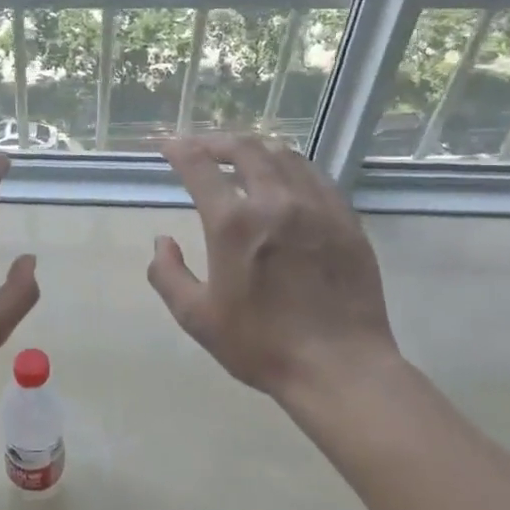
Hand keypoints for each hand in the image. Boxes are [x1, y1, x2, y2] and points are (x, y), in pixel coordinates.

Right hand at [148, 135, 401, 401]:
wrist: (340, 368)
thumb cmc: (261, 345)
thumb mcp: (197, 318)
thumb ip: (168, 275)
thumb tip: (162, 241)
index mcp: (234, 224)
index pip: (200, 167)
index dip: (179, 150)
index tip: (167, 145)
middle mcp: (275, 202)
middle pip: (244, 149)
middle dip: (216, 142)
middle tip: (201, 148)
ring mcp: (317, 207)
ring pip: (283, 156)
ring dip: (254, 149)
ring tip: (240, 157)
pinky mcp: (346, 220)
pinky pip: (315, 176)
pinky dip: (290, 167)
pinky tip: (285, 179)